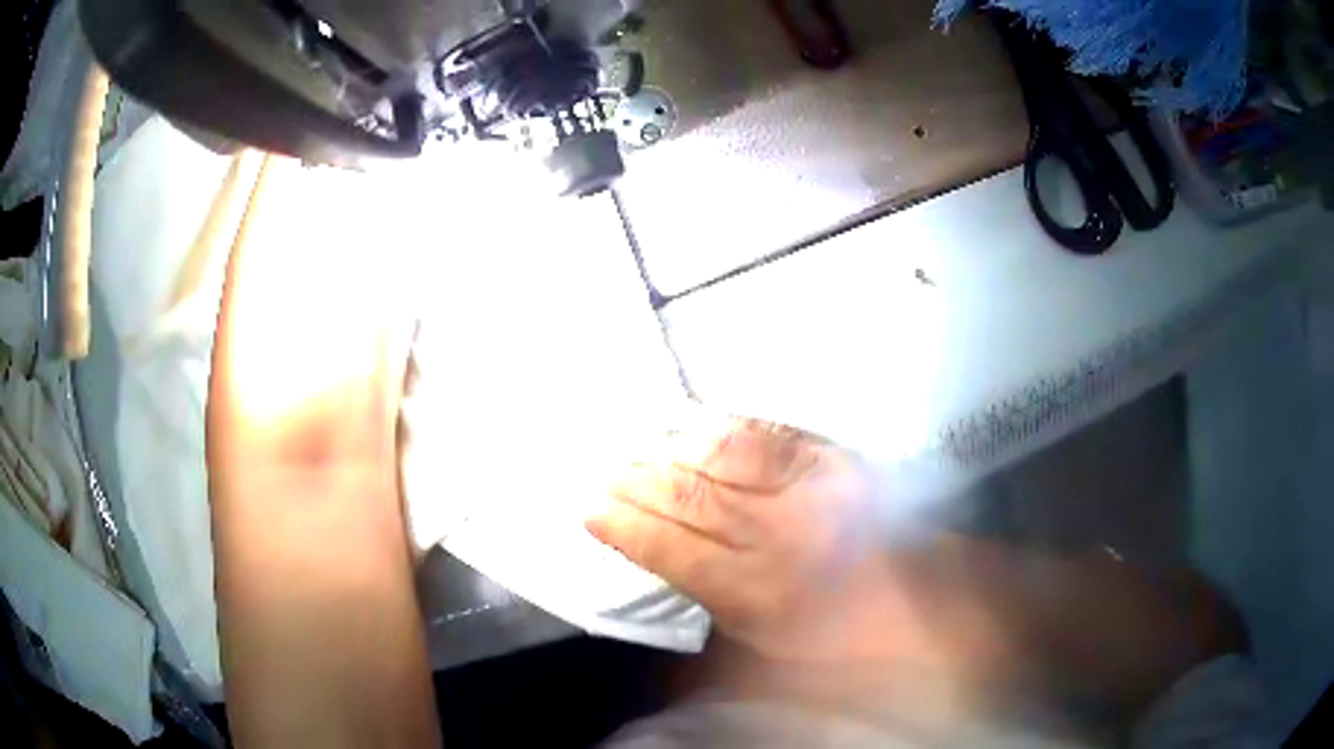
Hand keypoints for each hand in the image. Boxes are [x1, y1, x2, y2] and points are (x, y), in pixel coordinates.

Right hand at [587, 415, 921, 663]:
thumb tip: (661, 583)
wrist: (920, 593)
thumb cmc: (838, 632)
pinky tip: (695, 422)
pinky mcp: (831, 461)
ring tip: (635, 443)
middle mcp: (772, 538)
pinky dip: (725, 428)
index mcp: (753, 593)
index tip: (590, 511)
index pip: (671, 552)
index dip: (627, 529)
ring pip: (721, 463)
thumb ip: (713, 613)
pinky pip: (767, 437)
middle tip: (604, 469)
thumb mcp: (768, 644)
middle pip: (689, 501)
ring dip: (671, 451)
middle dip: (639, 484)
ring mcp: (805, 492)